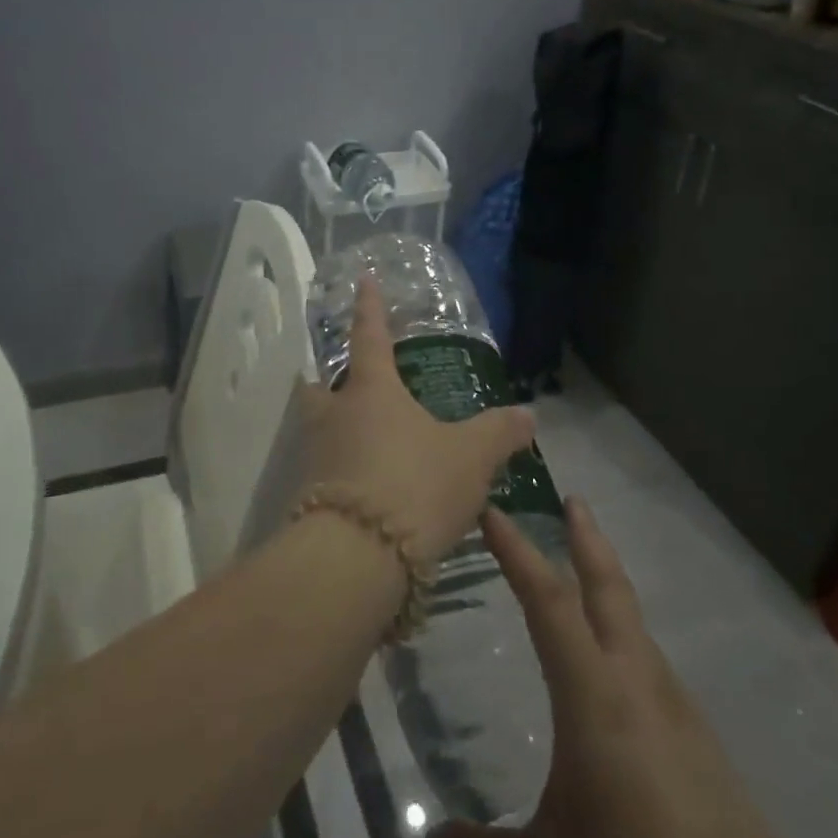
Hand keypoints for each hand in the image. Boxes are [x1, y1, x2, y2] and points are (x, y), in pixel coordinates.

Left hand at [296, 278, 534, 567]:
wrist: (358, 557)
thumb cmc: (416, 485)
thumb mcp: (470, 458)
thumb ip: (498, 433)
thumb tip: (528, 414)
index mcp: (372, 391)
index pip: (370, 336)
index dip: (369, 307)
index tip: (361, 279)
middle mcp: (335, 416)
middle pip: (320, 385)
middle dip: (329, 380)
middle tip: (348, 384)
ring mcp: (316, 457)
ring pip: (318, 430)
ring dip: (334, 428)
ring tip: (362, 439)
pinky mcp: (310, 499)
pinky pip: (324, 473)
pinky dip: (341, 473)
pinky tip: (367, 490)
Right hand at [427, 500, 797, 837]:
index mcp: (593, 692)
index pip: (548, 600)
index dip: (518, 552)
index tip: (494, 511)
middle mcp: (635, 680)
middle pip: (608, 587)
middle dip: (587, 538)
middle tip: (573, 500)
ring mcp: (674, 705)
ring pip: (634, 622)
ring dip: (608, 585)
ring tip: (583, 578)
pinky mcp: (697, 736)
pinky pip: (649, 662)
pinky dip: (624, 637)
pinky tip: (615, 671)